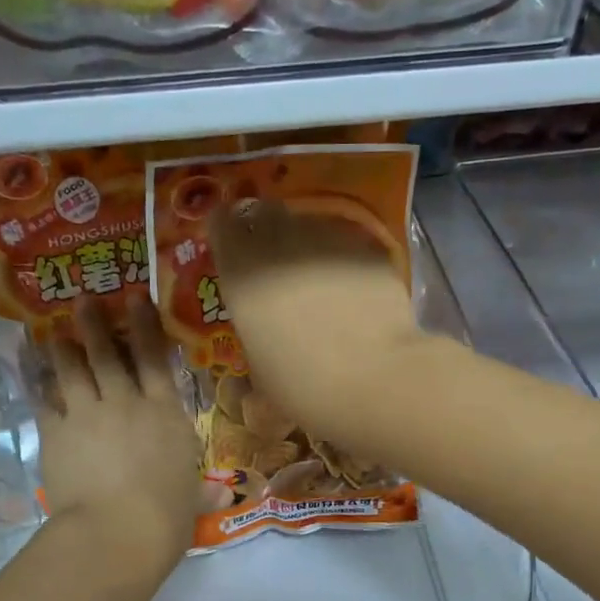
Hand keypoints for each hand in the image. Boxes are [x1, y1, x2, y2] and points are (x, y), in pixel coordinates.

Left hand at [33, 297, 201, 577]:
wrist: (117, 531)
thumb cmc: (166, 516)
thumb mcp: (192, 500)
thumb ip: (204, 492)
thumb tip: (226, 495)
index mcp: (166, 414)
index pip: (156, 359)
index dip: (146, 326)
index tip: (136, 299)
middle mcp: (126, 403)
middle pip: (108, 354)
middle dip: (95, 325)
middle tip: (83, 301)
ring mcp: (87, 415)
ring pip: (72, 370)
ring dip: (63, 348)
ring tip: (54, 334)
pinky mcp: (56, 433)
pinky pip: (44, 401)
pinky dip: (37, 386)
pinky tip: (32, 376)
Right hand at [210, 199, 429, 437]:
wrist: (376, 380)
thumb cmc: (304, 387)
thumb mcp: (260, 369)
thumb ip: (255, 333)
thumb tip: (262, 331)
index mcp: (242, 271)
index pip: (222, 223)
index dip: (227, 232)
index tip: (232, 248)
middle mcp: (281, 242)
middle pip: (264, 213)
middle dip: (264, 230)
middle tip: (272, 260)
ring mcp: (329, 239)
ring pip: (308, 225)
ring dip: (305, 244)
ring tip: (316, 277)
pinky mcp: (369, 248)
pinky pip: (346, 243)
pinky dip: (343, 259)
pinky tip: (352, 288)